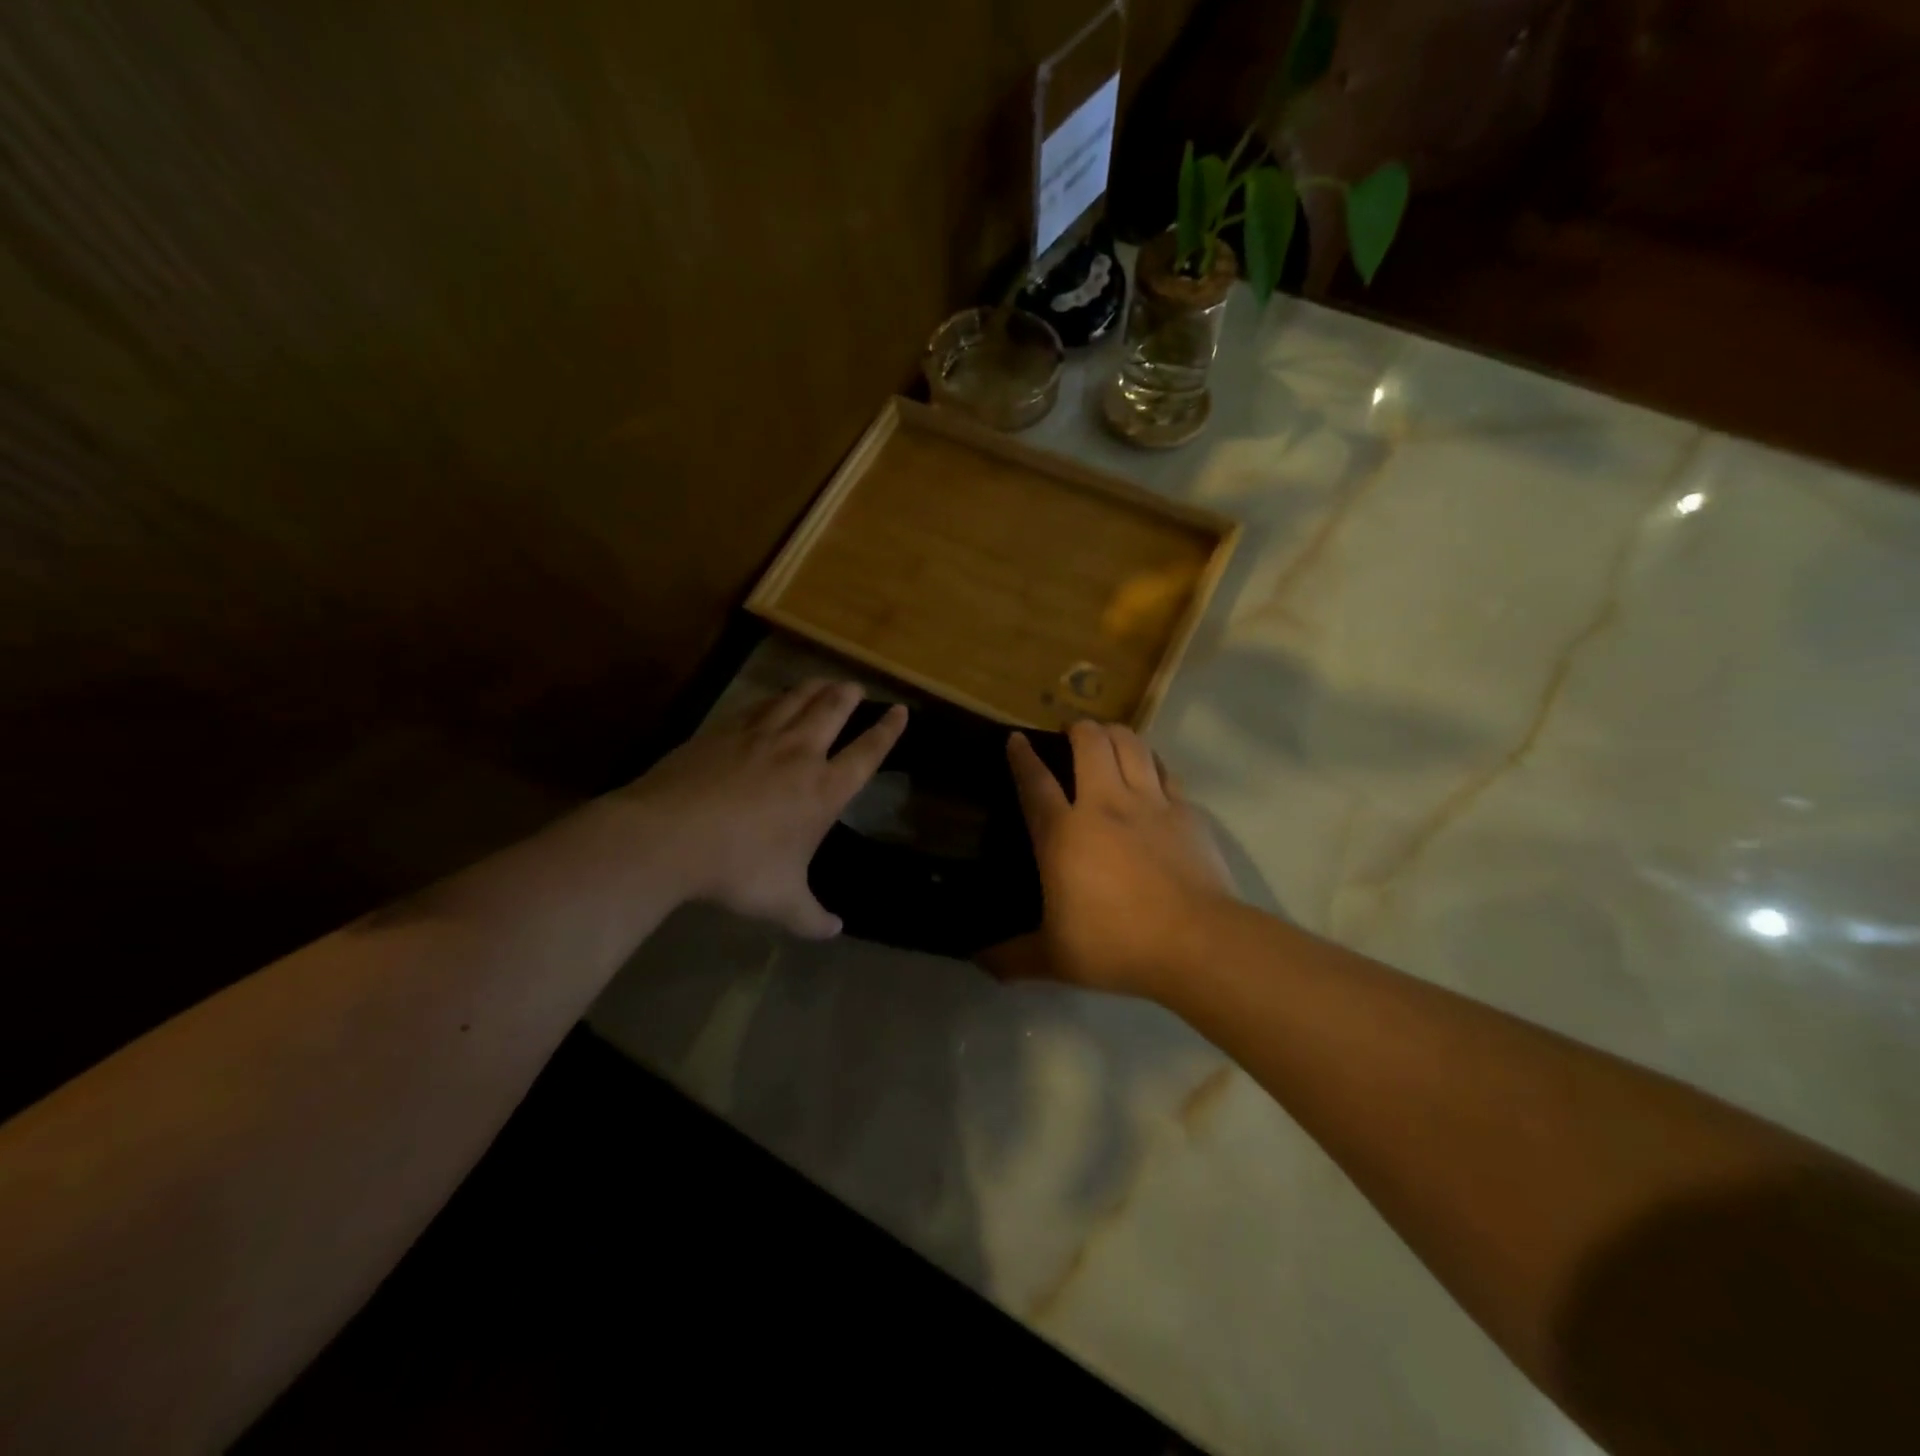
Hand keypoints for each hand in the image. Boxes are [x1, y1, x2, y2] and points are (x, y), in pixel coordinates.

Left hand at [625, 680, 905, 937]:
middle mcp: (799, 754)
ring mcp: (760, 736)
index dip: (888, 731)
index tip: (900, 711)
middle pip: (833, 712)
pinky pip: (759, 705)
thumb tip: (835, 930)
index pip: (867, 752)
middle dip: (849, 697)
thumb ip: (812, 917)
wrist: (669, 837)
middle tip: (856, 687)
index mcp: (823, 790)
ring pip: (797, 699)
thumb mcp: (782, 902)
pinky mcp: (724, 730)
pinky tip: (773, 699)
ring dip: (815, 688)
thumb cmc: (737, 869)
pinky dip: (775, 698)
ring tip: (824, 682)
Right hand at [986, 720, 1233, 998]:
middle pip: (1090, 744)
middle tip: (1073, 733)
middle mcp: (1104, 805)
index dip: (1022, 756)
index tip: (1016, 738)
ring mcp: (1150, 804)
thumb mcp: (1055, 959)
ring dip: (1115, 733)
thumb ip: (1014, 958)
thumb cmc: (1116, 945)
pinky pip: (1166, 771)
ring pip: (1131, 745)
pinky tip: (1151, 768)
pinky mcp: (1187, 812)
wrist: (1196, 943)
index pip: (1035, 783)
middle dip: (1078, 729)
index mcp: (1064, 834)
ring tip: (1108, 737)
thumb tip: (979, 963)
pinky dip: (1152, 761)